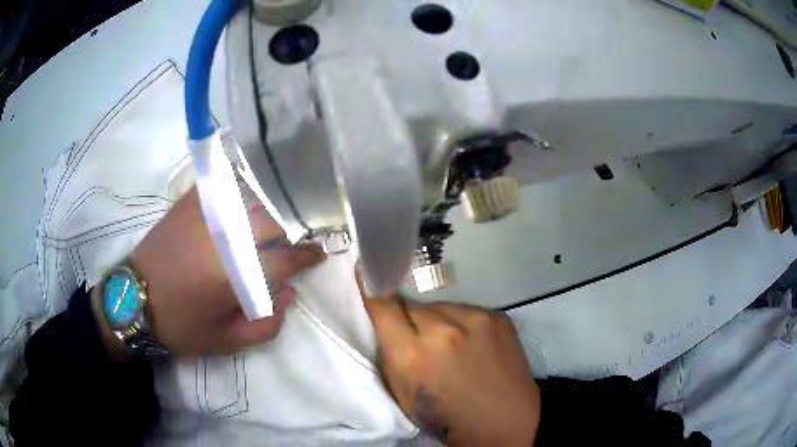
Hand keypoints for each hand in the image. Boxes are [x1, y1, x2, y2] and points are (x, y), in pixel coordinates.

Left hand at [94, 185, 324, 357]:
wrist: (133, 301)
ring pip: (252, 198)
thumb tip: (289, 294)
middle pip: (272, 222)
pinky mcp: (189, 204)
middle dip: (287, 235)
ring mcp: (205, 214)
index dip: (307, 257)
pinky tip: (244, 197)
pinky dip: (240, 187)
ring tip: (269, 224)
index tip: (318, 255)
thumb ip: (266, 324)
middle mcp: (224, 237)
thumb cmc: (180, 326)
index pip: (285, 259)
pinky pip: (224, 184)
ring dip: (268, 211)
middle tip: (288, 246)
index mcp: (234, 275)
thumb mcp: (226, 341)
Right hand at [363, 295, 540, 446]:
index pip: (382, 305)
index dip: (373, 296)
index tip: (369, 286)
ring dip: (435, 320)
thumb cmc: (447, 419)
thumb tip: (384, 326)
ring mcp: (474, 319)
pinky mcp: (496, 316)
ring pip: (437, 305)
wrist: (505, 421)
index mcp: (412, 356)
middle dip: (406, 319)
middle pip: (409, 304)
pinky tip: (470, 344)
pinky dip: (460, 323)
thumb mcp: (404, 397)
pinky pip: (464, 309)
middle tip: (416, 339)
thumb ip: (390, 358)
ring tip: (448, 344)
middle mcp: (441, 330)